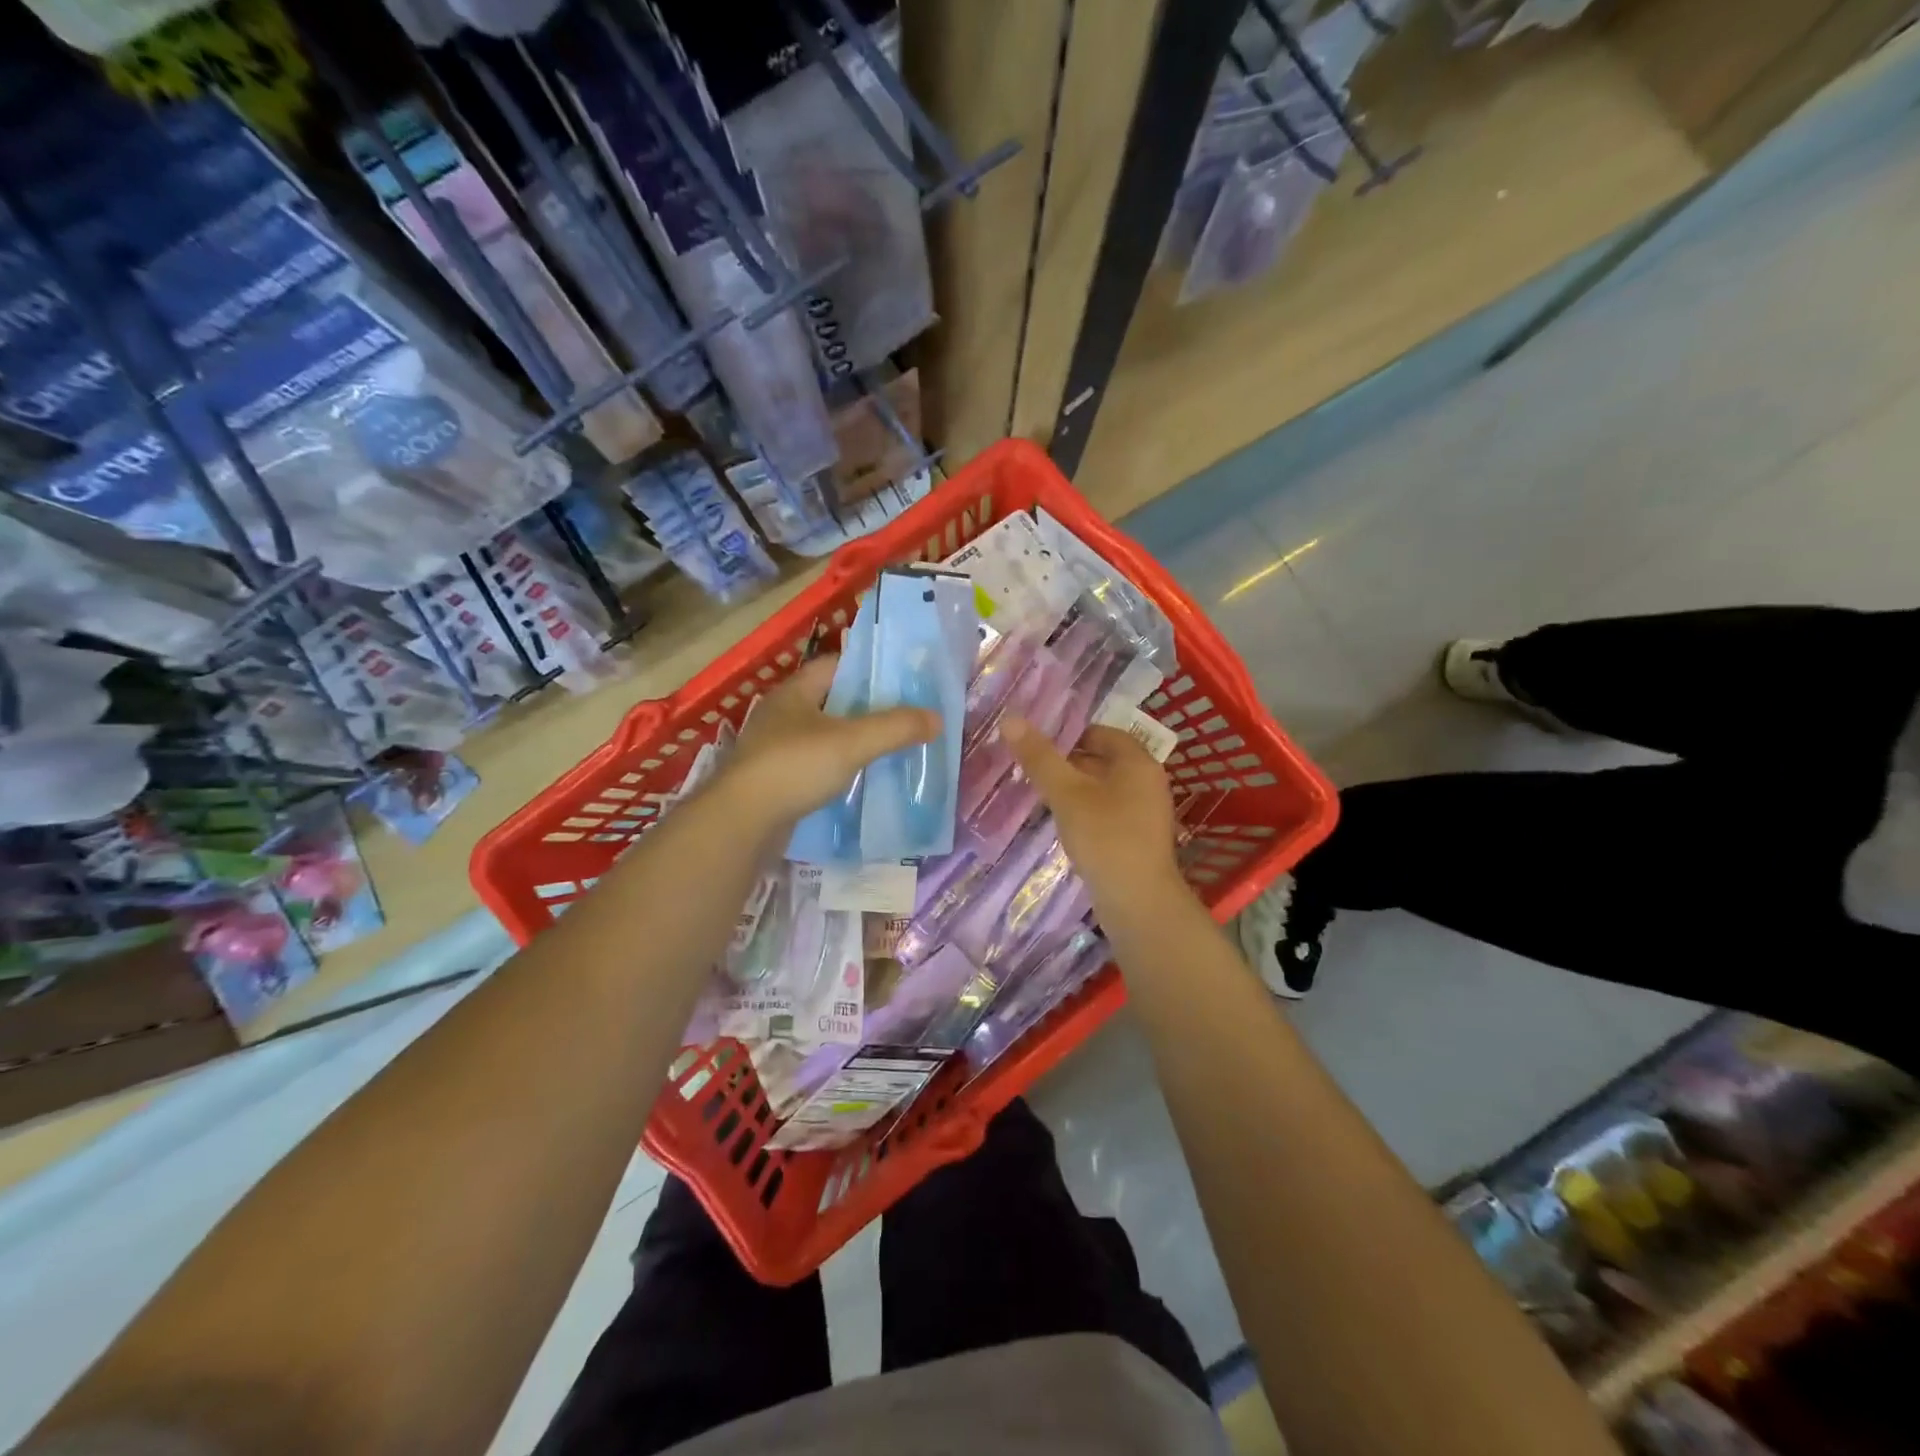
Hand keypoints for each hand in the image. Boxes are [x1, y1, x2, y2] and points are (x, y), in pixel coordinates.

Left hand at [722, 654, 939, 829]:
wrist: (741, 822)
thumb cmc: (794, 767)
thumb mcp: (852, 742)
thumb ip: (895, 728)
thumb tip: (937, 718)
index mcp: (795, 692)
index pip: (837, 665)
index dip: (871, 668)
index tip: (905, 679)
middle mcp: (783, 715)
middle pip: (833, 701)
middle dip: (869, 708)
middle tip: (908, 715)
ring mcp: (776, 749)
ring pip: (826, 736)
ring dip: (855, 740)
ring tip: (893, 747)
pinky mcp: (777, 780)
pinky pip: (817, 766)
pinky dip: (841, 768)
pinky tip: (864, 779)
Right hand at [1003, 720, 1183, 903]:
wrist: (1138, 902)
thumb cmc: (1105, 837)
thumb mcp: (1066, 794)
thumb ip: (1040, 758)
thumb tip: (1011, 719)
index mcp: (1138, 762)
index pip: (1103, 733)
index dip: (1070, 734)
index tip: (1038, 744)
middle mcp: (1148, 782)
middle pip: (1104, 760)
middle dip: (1069, 762)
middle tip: (1032, 768)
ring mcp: (1146, 813)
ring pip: (1105, 789)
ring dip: (1076, 789)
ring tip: (1041, 795)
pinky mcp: (1139, 839)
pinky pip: (1109, 813)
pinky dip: (1086, 811)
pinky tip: (1063, 824)